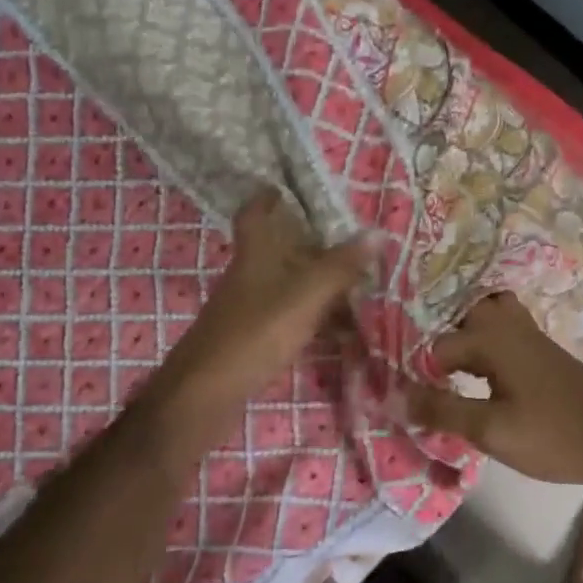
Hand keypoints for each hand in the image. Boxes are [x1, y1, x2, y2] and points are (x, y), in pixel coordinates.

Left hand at [150, 189, 370, 425]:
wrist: (204, 396)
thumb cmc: (253, 335)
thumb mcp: (304, 297)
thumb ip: (340, 267)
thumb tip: (377, 232)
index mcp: (254, 257)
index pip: (254, 215)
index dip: (267, 198)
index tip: (287, 187)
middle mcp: (248, 279)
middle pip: (276, 251)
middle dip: (308, 242)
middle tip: (347, 238)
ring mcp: (248, 311)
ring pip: (286, 286)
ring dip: (316, 282)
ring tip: (357, 282)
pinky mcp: (252, 341)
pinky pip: (290, 318)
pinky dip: (314, 318)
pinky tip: (340, 330)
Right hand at [405, 292, 582, 489]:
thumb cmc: (553, 435)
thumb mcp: (490, 430)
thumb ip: (442, 410)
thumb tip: (396, 396)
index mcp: (491, 338)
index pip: (435, 346)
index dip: (414, 369)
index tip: (399, 392)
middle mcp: (508, 326)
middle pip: (463, 311)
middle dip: (437, 332)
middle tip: (417, 366)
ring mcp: (530, 335)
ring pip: (487, 313)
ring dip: (464, 330)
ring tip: (443, 362)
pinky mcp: (543, 351)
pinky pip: (504, 328)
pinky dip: (485, 338)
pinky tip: (478, 369)